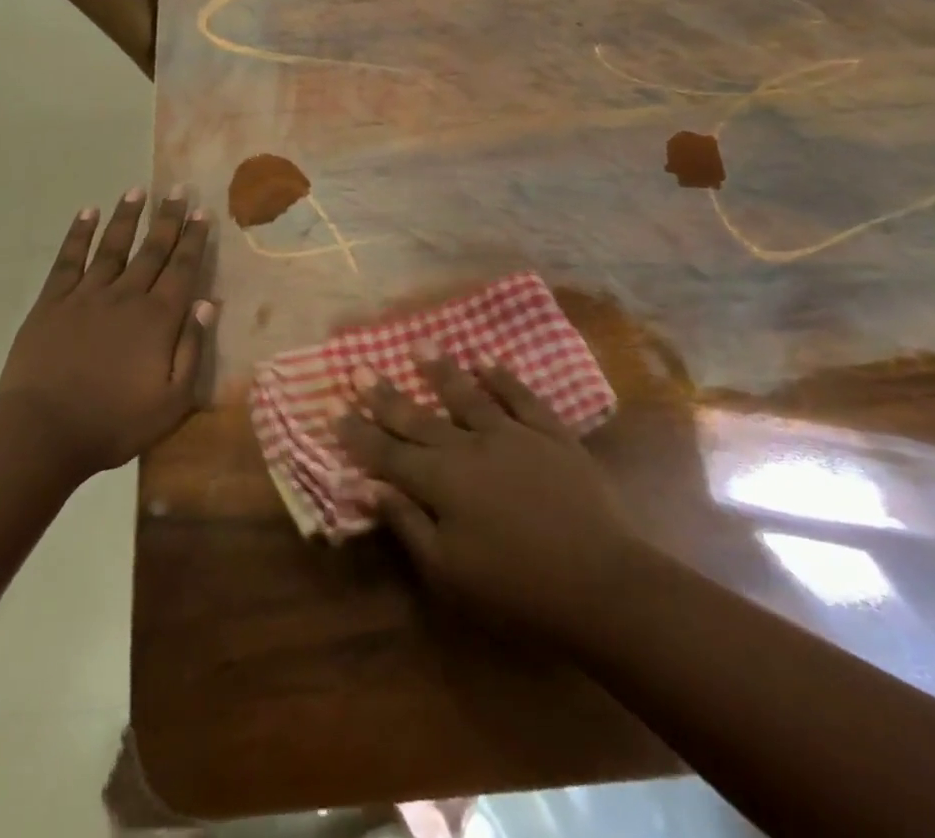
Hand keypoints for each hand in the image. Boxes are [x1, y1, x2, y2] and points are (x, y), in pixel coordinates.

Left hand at [0, 188, 211, 482]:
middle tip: (177, 190)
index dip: (194, 240)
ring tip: (137, 190)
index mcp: (158, 319)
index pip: (182, 269)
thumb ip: (192, 350)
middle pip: (152, 250)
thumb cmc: (114, 423)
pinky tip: (87, 213)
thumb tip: (207, 303)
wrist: (42, 432)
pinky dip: (79, 234)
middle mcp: (126, 296)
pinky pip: (69, 260)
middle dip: (168, 219)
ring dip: (127, 217)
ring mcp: (86, 296)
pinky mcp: (52, 303)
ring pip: (112, 246)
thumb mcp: (172, 401)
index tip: (202, 213)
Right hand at [336, 354, 637, 644]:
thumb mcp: (449, 572)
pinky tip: (487, 361)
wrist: (601, 584)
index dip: (359, 433)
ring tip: (419, 345)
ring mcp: (513, 435)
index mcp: (441, 483)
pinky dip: (503, 378)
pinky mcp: (551, 435)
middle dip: (385, 395)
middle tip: (359, 367)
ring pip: (468, 395)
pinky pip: (522, 397)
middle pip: (419, 418)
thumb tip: (366, 487)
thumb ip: (406, 525)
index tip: (334, 408)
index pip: (388, 453)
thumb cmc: (516, 588)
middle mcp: (470, 447)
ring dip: (441, 370)